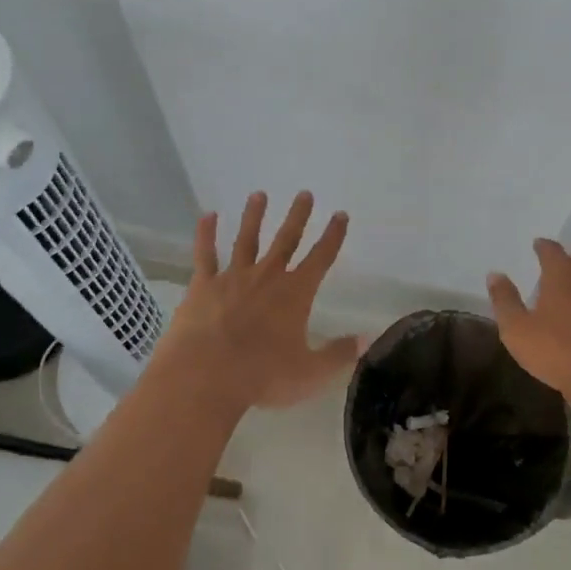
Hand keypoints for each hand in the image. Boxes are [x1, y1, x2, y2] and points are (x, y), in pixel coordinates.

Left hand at [151, 192, 358, 414]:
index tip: (340, 214)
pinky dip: (206, 234)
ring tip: (259, 194)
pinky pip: (205, 255)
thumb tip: (368, 339)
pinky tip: (207, 216)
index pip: (321, 258)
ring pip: (246, 239)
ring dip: (254, 216)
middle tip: (304, 193)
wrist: (205, 375)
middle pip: (286, 240)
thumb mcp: (310, 373)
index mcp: (295, 294)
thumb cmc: (262, 376)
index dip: (333, 236)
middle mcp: (267, 277)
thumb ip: (339, 354)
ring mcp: (233, 277)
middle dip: (297, 216)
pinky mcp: (203, 286)